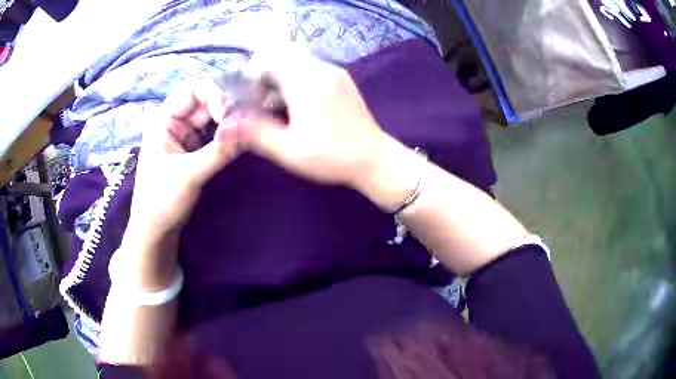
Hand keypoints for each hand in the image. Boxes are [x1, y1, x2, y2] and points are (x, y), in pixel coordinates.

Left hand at [129, 81, 240, 241]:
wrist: (156, 231)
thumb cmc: (162, 201)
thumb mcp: (190, 175)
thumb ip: (220, 151)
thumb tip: (252, 129)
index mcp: (163, 120)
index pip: (191, 90)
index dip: (213, 94)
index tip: (231, 113)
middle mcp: (174, 122)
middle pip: (204, 101)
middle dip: (226, 107)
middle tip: (247, 119)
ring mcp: (184, 136)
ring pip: (211, 118)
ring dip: (229, 121)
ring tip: (248, 127)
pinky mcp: (193, 150)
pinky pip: (213, 134)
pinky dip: (227, 135)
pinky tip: (241, 138)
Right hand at [234, 48, 386, 187]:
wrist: (375, 160)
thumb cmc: (331, 157)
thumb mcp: (288, 150)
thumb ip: (254, 133)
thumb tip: (225, 126)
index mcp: (305, 81)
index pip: (270, 56)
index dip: (253, 73)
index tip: (251, 96)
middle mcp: (321, 68)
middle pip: (284, 54)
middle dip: (267, 73)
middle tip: (262, 101)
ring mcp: (335, 72)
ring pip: (298, 60)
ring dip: (282, 76)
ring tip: (279, 106)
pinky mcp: (342, 80)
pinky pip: (312, 68)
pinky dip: (297, 79)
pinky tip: (299, 105)